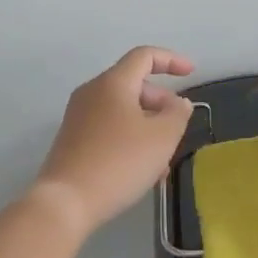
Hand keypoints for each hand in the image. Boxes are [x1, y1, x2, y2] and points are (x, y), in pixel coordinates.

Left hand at [33, 47, 196, 233]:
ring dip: (147, 124)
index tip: (191, 73)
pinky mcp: (72, 140)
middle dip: (160, 100)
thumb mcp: (162, 138)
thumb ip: (177, 114)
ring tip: (164, 156)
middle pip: (132, 83)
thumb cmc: (119, 162)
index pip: (144, 56)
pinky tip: (142, 169)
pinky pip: (108, 128)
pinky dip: (130, 137)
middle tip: (177, 124)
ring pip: (121, 109)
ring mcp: (78, 116)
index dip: (171, 60)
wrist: (66, 201)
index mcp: (113, 83)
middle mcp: (92, 92)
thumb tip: (178, 102)